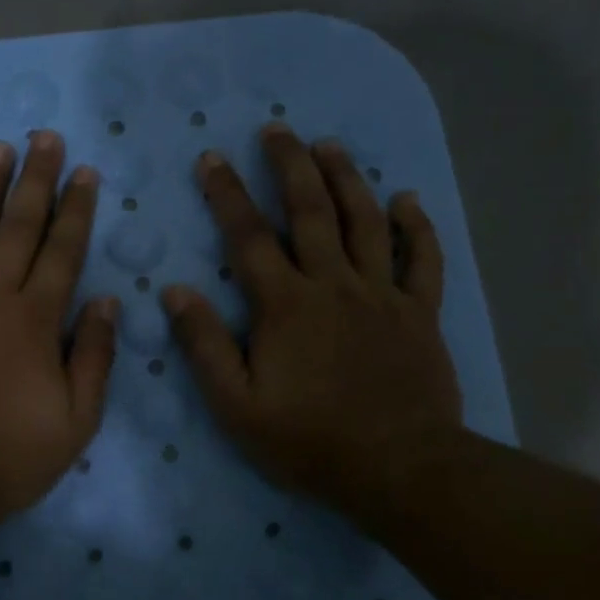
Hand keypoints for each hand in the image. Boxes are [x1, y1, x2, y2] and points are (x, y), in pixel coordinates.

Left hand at [0, 131, 118, 528]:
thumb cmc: (7, 457)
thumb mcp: (75, 421)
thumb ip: (95, 357)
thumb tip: (108, 303)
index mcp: (34, 320)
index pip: (62, 252)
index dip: (76, 210)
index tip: (84, 171)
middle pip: (17, 229)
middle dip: (35, 181)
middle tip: (43, 137)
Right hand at [162, 124, 463, 528]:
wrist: (399, 469)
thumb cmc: (309, 441)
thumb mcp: (237, 405)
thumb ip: (205, 346)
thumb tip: (176, 292)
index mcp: (286, 305)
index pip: (248, 236)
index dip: (227, 194)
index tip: (212, 158)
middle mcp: (334, 285)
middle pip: (311, 211)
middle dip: (290, 166)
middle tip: (278, 129)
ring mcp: (382, 296)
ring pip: (365, 222)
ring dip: (346, 179)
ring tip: (330, 145)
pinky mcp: (420, 314)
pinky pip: (423, 260)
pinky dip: (417, 227)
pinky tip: (407, 199)